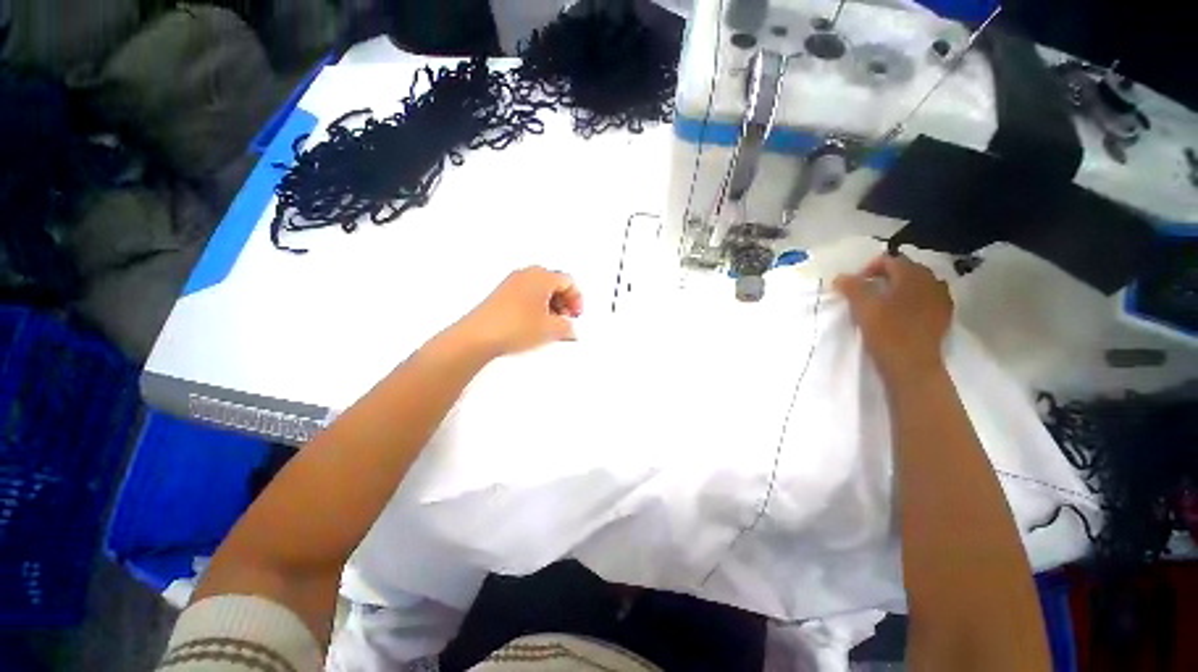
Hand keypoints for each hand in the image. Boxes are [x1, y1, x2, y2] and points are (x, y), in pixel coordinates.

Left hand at [457, 267, 582, 357]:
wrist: (478, 337)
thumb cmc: (514, 327)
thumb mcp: (551, 329)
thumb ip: (568, 327)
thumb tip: (570, 329)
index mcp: (542, 276)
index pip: (568, 281)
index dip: (577, 299)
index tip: (575, 316)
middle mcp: (526, 274)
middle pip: (554, 283)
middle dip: (564, 302)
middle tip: (565, 319)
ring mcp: (511, 283)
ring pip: (540, 289)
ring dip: (550, 305)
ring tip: (550, 325)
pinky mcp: (501, 294)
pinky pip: (526, 295)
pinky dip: (535, 306)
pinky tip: (533, 325)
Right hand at [834, 255, 952, 382]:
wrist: (912, 364)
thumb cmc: (886, 331)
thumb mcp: (862, 307)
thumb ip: (851, 287)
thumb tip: (841, 277)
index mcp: (911, 274)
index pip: (889, 260)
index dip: (869, 268)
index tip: (855, 285)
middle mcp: (931, 281)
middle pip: (905, 270)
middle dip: (885, 278)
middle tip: (867, 294)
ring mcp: (941, 298)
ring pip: (917, 285)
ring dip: (899, 289)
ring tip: (884, 304)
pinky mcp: (944, 315)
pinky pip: (926, 299)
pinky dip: (913, 301)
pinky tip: (901, 315)